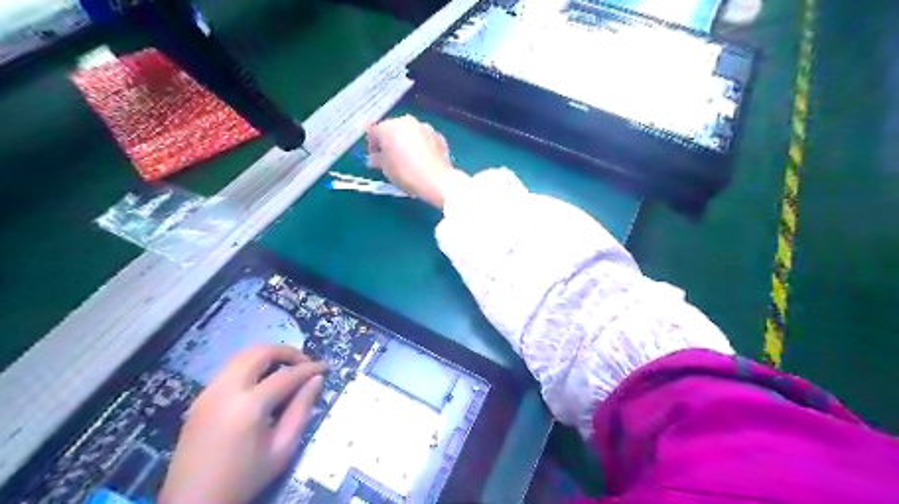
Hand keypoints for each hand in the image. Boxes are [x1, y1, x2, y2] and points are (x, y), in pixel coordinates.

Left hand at [157, 345, 326, 503]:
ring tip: (286, 371)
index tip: (325, 367)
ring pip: (242, 356)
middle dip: (287, 352)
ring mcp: (208, 392)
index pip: (286, 375)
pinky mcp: (200, 398)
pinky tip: (263, 383)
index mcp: (248, 406)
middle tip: (304, 364)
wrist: (192, 503)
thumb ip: (301, 410)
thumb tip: (316, 380)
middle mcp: (225, 390)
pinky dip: (251, 366)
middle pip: (259, 352)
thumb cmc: (244, 478)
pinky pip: (230, 369)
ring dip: (268, 357)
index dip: (309, 368)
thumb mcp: (282, 449)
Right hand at [362, 115, 466, 209]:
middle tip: (390, 157)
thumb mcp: (385, 169)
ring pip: (409, 132)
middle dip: (389, 141)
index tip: (374, 158)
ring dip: (406, 141)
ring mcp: (424, 126)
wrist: (436, 180)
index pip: (373, 132)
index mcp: (388, 127)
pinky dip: (420, 145)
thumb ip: (377, 160)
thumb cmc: (405, 173)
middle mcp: (405, 121)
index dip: (371, 145)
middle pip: (392, 129)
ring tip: (407, 158)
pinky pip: (423, 138)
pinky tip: (422, 159)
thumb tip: (374, 158)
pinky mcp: (438, 135)